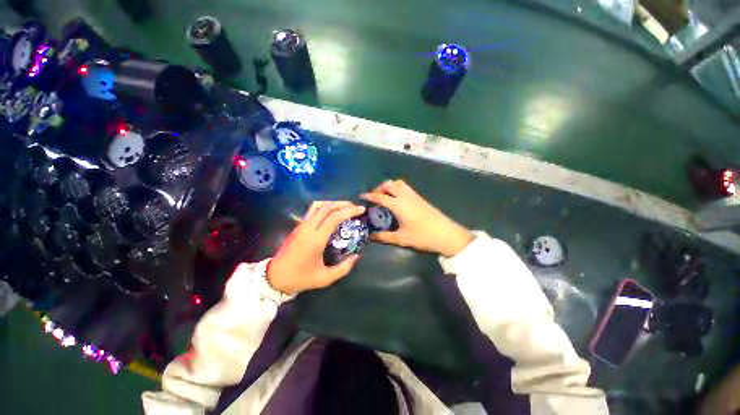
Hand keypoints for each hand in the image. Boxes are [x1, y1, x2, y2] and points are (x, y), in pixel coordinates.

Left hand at [267, 201, 365, 294]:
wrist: (275, 278)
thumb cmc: (301, 278)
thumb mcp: (326, 278)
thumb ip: (344, 267)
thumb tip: (356, 255)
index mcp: (316, 239)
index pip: (334, 217)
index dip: (349, 211)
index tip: (361, 209)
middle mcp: (308, 228)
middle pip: (327, 208)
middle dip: (343, 204)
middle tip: (355, 207)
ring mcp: (301, 225)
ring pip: (318, 206)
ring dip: (332, 203)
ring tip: (344, 207)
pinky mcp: (298, 226)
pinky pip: (312, 211)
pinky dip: (324, 207)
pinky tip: (331, 213)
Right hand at [361, 180, 472, 256]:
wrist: (447, 234)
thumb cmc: (423, 236)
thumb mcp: (401, 238)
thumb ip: (384, 236)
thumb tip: (370, 236)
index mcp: (398, 205)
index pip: (380, 197)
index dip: (369, 196)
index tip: (361, 196)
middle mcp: (405, 196)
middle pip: (389, 185)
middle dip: (379, 188)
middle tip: (373, 197)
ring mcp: (414, 195)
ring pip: (398, 183)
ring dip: (389, 186)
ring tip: (384, 196)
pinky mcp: (420, 197)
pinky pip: (405, 187)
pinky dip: (397, 188)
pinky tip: (397, 199)